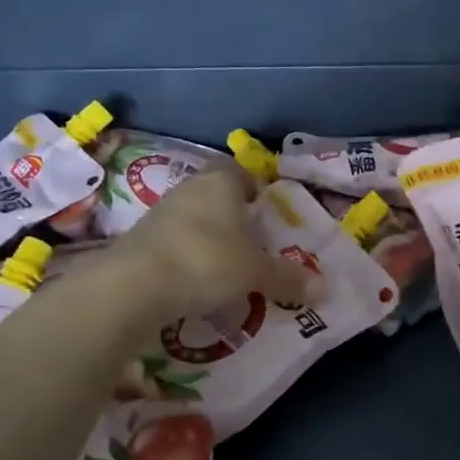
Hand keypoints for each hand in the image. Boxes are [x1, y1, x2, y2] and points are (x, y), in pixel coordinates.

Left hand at [90, 165, 315, 316]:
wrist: (134, 286)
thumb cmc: (207, 262)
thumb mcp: (256, 273)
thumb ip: (288, 278)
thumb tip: (324, 289)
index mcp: (221, 184)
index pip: (238, 170)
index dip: (252, 185)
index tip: (263, 206)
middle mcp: (189, 189)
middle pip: (215, 193)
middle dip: (233, 212)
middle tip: (252, 238)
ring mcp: (160, 213)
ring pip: (192, 216)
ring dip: (208, 233)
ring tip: (227, 261)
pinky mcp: (139, 239)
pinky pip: (174, 240)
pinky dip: (187, 253)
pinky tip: (197, 278)